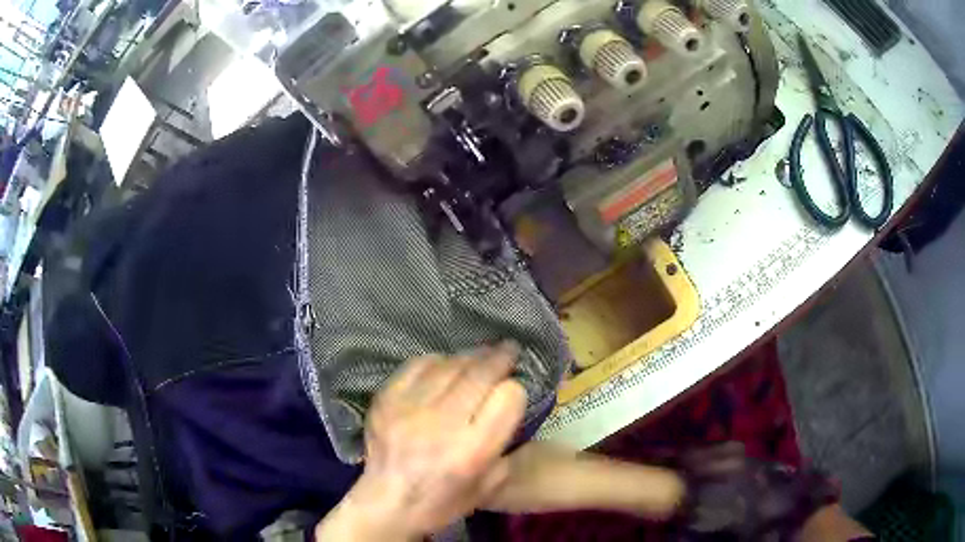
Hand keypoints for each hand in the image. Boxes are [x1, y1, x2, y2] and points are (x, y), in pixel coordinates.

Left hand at [316, 344, 527, 540]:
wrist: (386, 503)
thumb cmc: (442, 502)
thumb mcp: (489, 486)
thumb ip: (507, 446)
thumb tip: (511, 408)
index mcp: (472, 451)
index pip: (508, 397)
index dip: (515, 390)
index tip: (513, 389)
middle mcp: (442, 424)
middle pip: (480, 373)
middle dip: (500, 357)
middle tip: (509, 349)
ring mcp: (410, 408)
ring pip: (449, 364)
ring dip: (471, 356)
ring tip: (481, 354)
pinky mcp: (386, 399)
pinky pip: (417, 365)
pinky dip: (436, 360)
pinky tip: (445, 363)